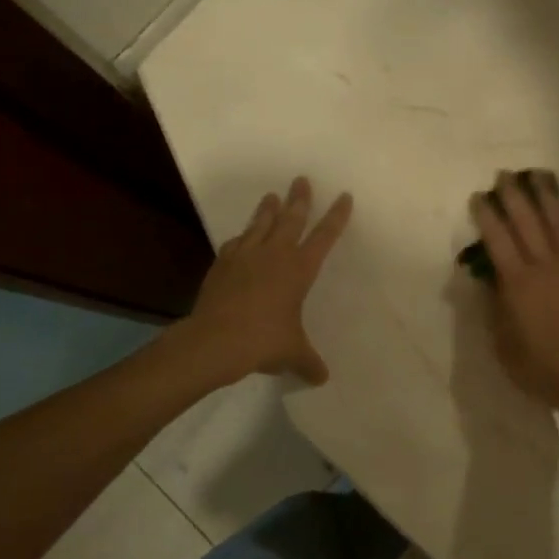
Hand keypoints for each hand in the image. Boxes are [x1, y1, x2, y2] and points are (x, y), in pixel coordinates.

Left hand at [182, 176, 351, 385]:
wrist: (215, 340)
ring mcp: (246, 256)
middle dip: (299, 199)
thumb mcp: (293, 354)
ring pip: (261, 224)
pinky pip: (236, 244)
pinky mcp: (222, 264)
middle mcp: (274, 255)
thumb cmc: (263, 342)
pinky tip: (241, 237)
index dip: (336, 216)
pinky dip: (242, 238)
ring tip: (271, 195)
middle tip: (301, 179)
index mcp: (299, 270)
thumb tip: (322, 378)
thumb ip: (309, 362)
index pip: (324, 236)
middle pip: (290, 219)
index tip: (344, 196)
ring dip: (268, 209)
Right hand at [470, 170, 558, 417]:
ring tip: (537, 174)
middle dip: (513, 195)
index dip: (486, 216)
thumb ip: (495, 308)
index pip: (498, 239)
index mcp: (517, 284)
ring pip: (557, 221)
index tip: (478, 197)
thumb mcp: (504, 345)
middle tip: (504, 175)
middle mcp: (544, 266)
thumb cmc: (541, 369)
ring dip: (545, 195)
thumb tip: (489, 278)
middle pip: (526, 221)